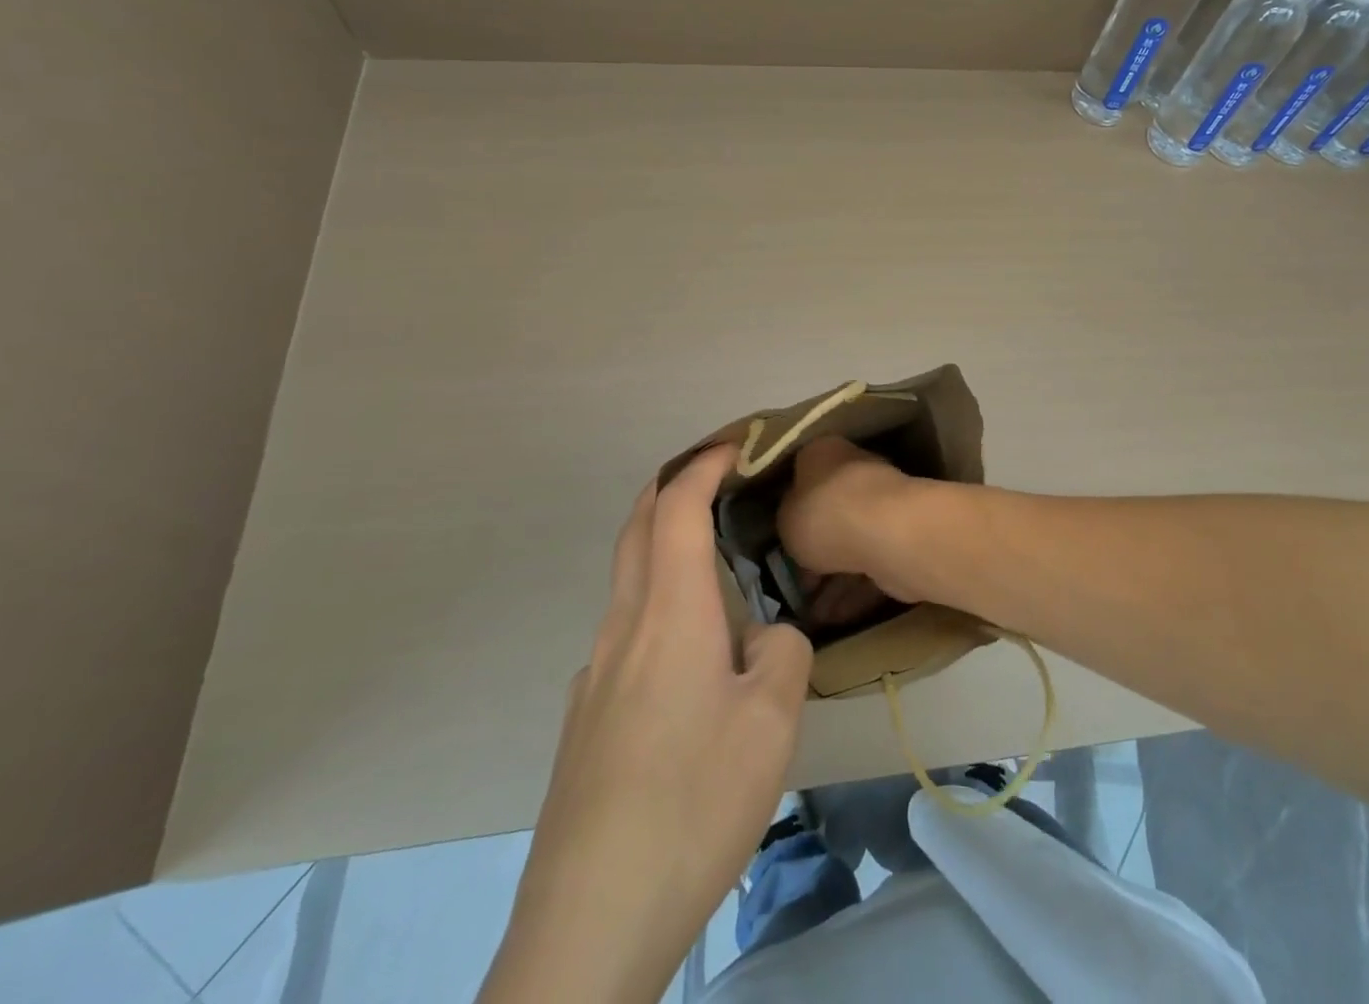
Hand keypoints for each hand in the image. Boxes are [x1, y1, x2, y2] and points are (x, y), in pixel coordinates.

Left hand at [482, 447, 812, 1003]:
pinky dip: (659, 607)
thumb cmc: (693, 803)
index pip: (676, 508)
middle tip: (716, 479)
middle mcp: (622, 630)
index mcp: (669, 614)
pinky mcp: (586, 721)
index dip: (703, 466)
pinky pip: (626, 635)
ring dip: (664, 549)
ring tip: (719, 570)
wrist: (589, 922)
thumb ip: (782, 653)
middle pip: (636, 530)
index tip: (736, 446)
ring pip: (628, 584)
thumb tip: (763, 639)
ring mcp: (595, 676)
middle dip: (671, 488)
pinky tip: (693, 665)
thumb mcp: (772, 722)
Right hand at [778, 437, 924, 618]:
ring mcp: (882, 506)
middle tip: (792, 583)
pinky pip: (870, 567)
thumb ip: (787, 520)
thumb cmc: (825, 514)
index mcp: (824, 453)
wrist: (887, 534)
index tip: (776, 540)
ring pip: (850, 544)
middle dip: (813, 551)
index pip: (801, 474)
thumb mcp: (785, 518)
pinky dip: (853, 591)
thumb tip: (796, 523)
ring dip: (831, 579)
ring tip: (809, 612)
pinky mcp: (900, 540)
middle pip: (828, 513)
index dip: (787, 509)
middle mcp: (856, 471)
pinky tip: (833, 618)